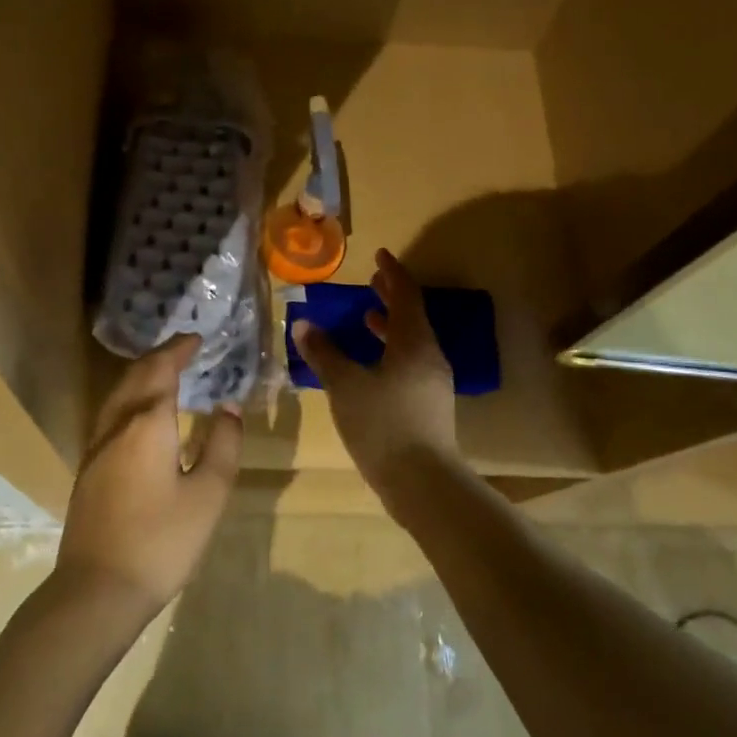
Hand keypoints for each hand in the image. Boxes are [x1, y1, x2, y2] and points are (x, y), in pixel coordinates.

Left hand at [55, 335, 242, 619]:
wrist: (98, 589)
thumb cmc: (162, 541)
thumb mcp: (208, 494)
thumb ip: (222, 444)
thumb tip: (228, 407)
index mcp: (148, 423)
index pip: (162, 369)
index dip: (179, 349)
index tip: (197, 338)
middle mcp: (117, 424)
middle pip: (136, 376)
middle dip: (160, 356)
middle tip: (184, 349)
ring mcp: (96, 446)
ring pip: (118, 394)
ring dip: (141, 375)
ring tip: (165, 373)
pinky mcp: (88, 467)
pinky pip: (111, 414)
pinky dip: (130, 397)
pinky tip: (141, 414)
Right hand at [292, 249, 458, 491]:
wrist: (422, 481)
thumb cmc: (382, 425)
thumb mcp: (345, 386)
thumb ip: (324, 353)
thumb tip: (303, 324)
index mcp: (413, 343)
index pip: (406, 295)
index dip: (392, 273)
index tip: (379, 255)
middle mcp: (429, 356)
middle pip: (412, 317)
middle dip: (392, 297)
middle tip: (372, 281)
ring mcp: (432, 382)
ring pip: (411, 342)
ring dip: (390, 326)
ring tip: (367, 318)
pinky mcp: (429, 405)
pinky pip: (410, 363)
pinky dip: (390, 351)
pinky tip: (371, 366)